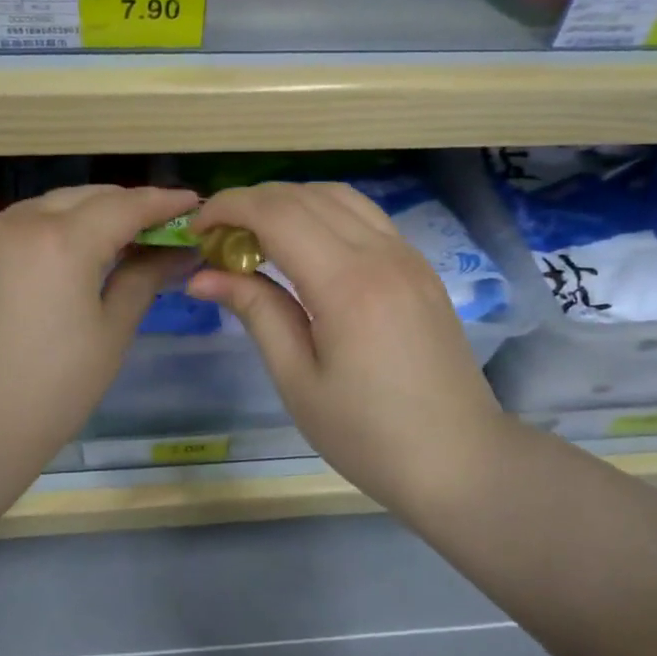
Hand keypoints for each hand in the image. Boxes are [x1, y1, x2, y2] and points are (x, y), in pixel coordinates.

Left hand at [0, 184, 197, 482]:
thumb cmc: (53, 388)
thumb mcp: (111, 333)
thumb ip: (144, 279)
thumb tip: (178, 253)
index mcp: (63, 241)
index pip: (125, 205)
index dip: (163, 202)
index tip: (192, 203)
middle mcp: (20, 222)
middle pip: (85, 196)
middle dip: (125, 203)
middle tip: (157, 224)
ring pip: (47, 206)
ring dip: (85, 213)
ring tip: (114, 237)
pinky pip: (17, 225)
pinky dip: (49, 228)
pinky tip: (63, 255)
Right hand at [187, 182, 509, 513]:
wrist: (459, 460)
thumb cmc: (368, 435)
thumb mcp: (298, 380)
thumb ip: (256, 312)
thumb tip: (203, 276)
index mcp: (347, 283)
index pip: (277, 213)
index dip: (229, 208)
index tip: (196, 229)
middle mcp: (381, 253)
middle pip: (305, 195)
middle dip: (252, 203)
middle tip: (219, 239)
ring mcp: (407, 256)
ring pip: (339, 197)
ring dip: (290, 203)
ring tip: (257, 238)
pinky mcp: (420, 268)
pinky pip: (365, 217)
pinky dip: (324, 214)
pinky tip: (305, 249)